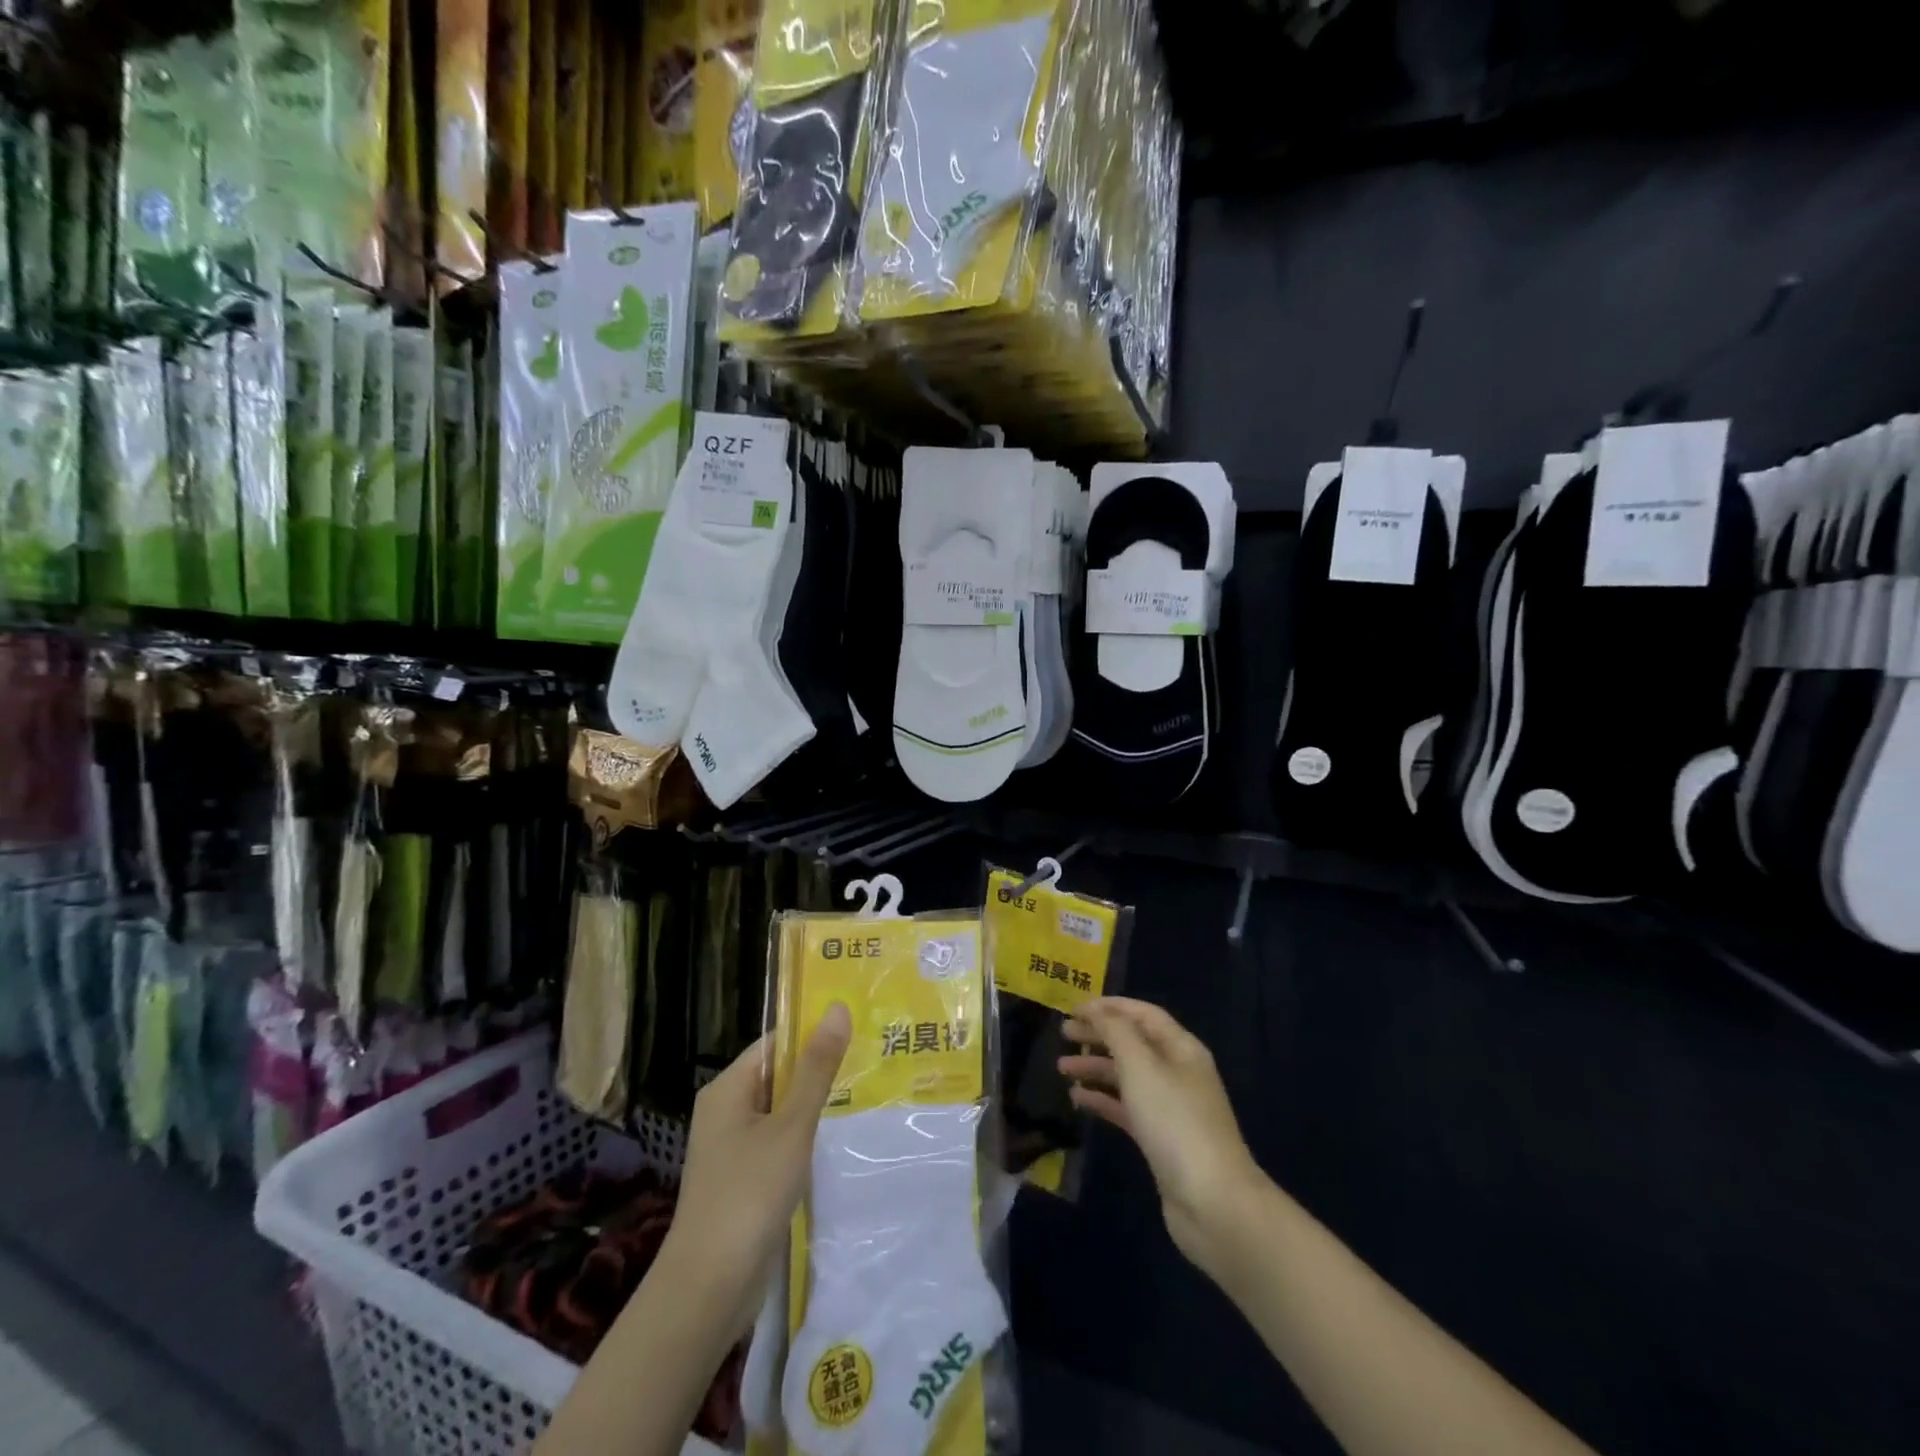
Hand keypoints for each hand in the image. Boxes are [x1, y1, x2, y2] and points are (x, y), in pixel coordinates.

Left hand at [661, 1003, 851, 1336]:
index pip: (776, 1043)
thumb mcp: (791, 1126)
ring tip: (866, 1093)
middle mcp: (725, 1111)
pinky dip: (804, 1139)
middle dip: (820, 1070)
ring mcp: (732, 1148)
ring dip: (815, 1107)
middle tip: (872, 1060)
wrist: (708, 1289)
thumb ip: (816, 1069)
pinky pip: (778, 1143)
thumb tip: (837, 1008)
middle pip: (778, 1075)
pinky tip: (838, 1141)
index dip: (813, 1033)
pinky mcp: (743, 1180)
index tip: (859, 1029)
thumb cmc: (749, 1194)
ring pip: (781, 1112)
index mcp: (728, 1088)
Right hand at [1060, 998, 1266, 1277]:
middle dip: (1099, 1035)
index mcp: (1181, 1048)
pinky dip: (1102, 1100)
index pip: (1143, 1014)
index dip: (1109, 1007)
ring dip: (1096, 1068)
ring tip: (1062, 1068)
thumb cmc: (1175, 1122)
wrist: (1213, 1202)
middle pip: (1134, 1043)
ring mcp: (1170, 1108)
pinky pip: (1126, 1108)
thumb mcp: (1142, 1066)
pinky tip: (1077, 1100)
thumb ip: (1116, 1033)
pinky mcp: (1160, 1139)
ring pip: (1127, 1076)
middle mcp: (1178, 1072)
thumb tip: (1099, 1013)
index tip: (1074, 1008)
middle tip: (1063, 1034)